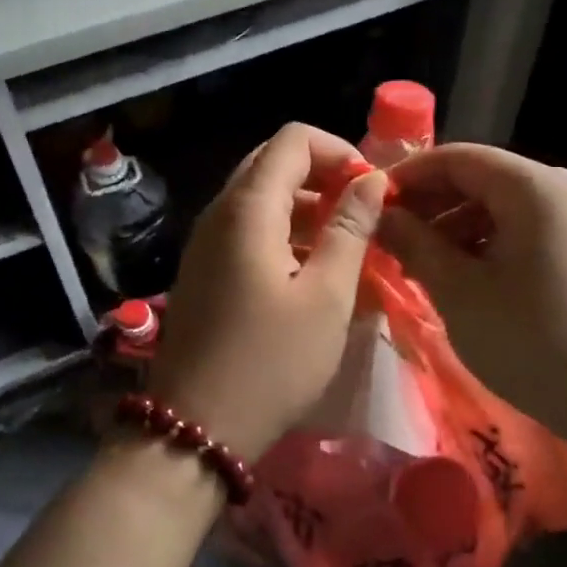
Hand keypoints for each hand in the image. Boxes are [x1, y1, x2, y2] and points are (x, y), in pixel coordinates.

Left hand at [150, 123, 388, 461]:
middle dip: (322, 176)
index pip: (292, 140)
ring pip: (258, 197)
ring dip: (304, 206)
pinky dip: (282, 232)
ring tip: (344, 244)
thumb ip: (350, 229)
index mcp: (248, 208)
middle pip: (272, 163)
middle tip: (360, 213)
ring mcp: (205, 242)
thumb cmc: (271, 362)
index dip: (338, 150)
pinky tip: (309, 270)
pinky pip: (246, 230)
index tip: (370, 188)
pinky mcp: (203, 270)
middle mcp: (219, 213)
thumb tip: (370, 180)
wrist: (195, 427)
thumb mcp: (326, 296)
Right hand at [376, 144, 566, 431]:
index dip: (409, 176)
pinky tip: (466, 277)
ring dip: (457, 227)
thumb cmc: (531, 340)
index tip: (372, 204)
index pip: (458, 157)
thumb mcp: (458, 290)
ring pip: (504, 206)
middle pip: (483, 178)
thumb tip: (381, 215)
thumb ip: (414, 243)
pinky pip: (529, 230)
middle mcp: (564, 189)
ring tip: (423, 263)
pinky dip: (490, 243)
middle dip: (432, 204)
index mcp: (534, 186)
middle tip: (392, 237)